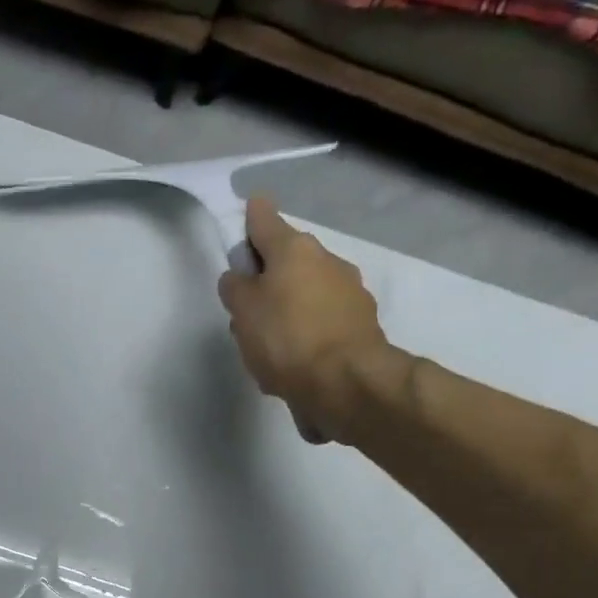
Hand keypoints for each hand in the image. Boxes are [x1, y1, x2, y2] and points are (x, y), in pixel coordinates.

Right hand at [218, 196, 393, 443]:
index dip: (250, 217)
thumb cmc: (286, 339)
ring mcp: (350, 291)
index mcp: (294, 249)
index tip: (245, 215)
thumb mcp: (243, 313)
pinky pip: (323, 321)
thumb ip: (235, 288)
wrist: (346, 381)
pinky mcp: (361, 323)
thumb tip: (239, 277)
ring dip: (289, 308)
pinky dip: (308, 332)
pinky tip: (295, 361)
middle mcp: (327, 260)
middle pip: (288, 260)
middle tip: (246, 310)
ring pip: (307, 292)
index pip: (265, 219)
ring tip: (270, 346)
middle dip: (268, 277)